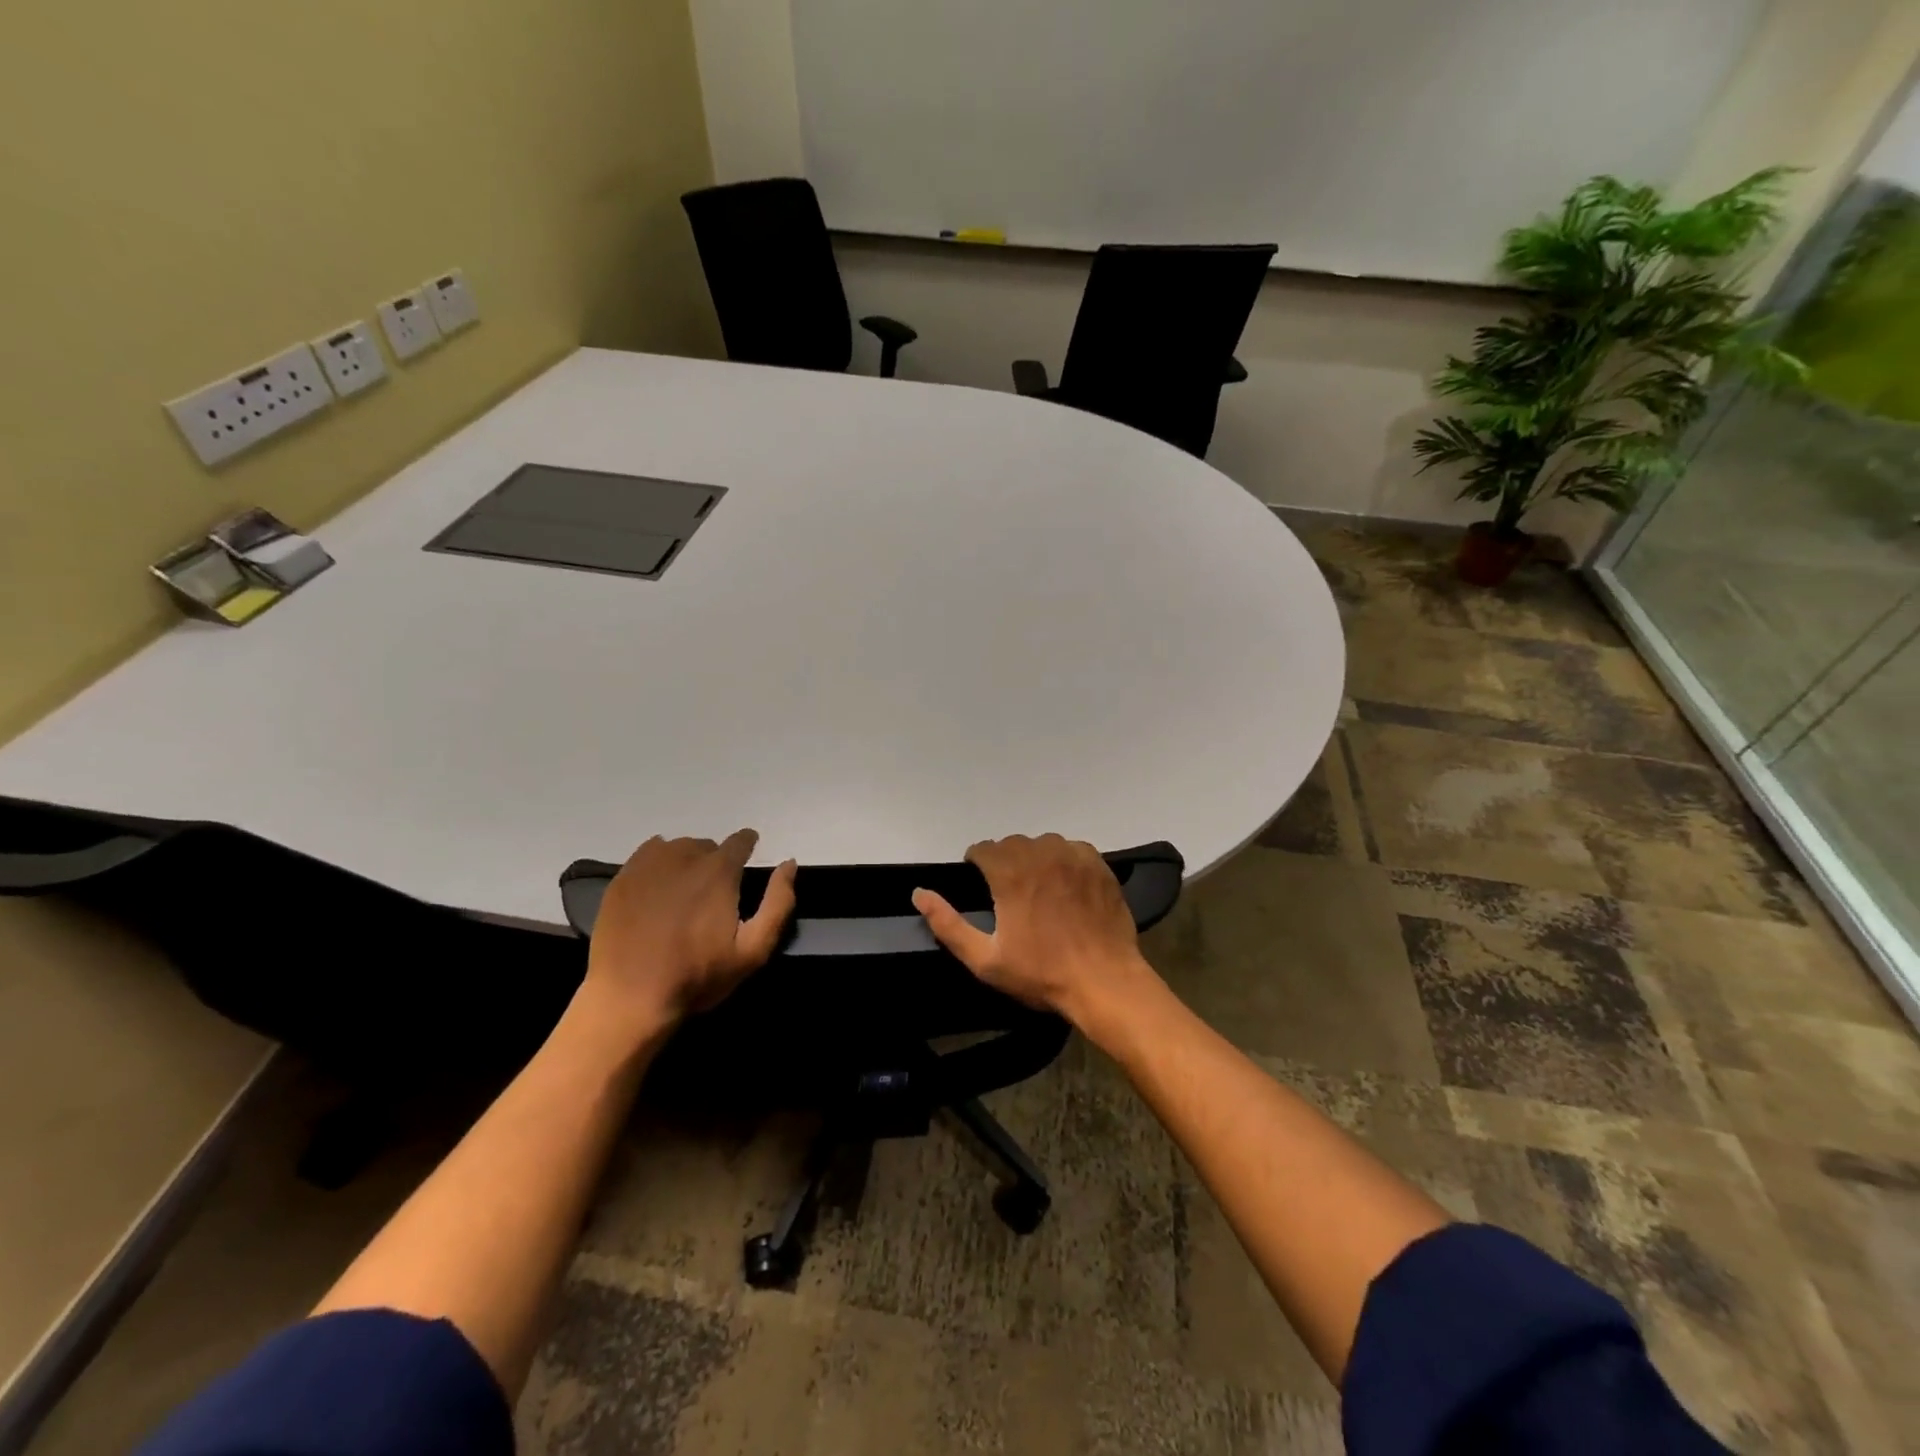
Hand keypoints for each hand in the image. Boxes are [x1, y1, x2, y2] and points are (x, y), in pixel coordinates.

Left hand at [582, 831, 796, 1032]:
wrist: (630, 998)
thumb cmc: (697, 976)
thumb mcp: (753, 950)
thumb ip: (778, 903)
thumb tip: (789, 864)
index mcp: (719, 871)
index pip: (740, 841)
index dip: (747, 846)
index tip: (747, 858)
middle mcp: (684, 857)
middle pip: (707, 845)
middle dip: (715, 861)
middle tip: (713, 892)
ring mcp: (648, 865)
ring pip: (676, 848)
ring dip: (687, 861)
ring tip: (684, 890)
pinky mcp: (622, 878)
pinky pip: (647, 854)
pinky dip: (658, 863)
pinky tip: (657, 888)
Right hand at [912, 833, 1155, 1027]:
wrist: (1104, 981)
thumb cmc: (1041, 973)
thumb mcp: (985, 959)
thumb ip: (948, 924)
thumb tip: (919, 893)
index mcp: (1010, 873)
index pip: (983, 849)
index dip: (977, 864)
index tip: (981, 885)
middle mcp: (1041, 854)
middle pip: (1012, 843)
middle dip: (1005, 861)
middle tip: (1009, 893)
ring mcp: (1073, 856)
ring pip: (1043, 843)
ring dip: (1035, 858)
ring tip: (1039, 888)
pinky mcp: (1098, 864)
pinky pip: (1073, 849)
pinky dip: (1064, 860)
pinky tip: (1067, 887)